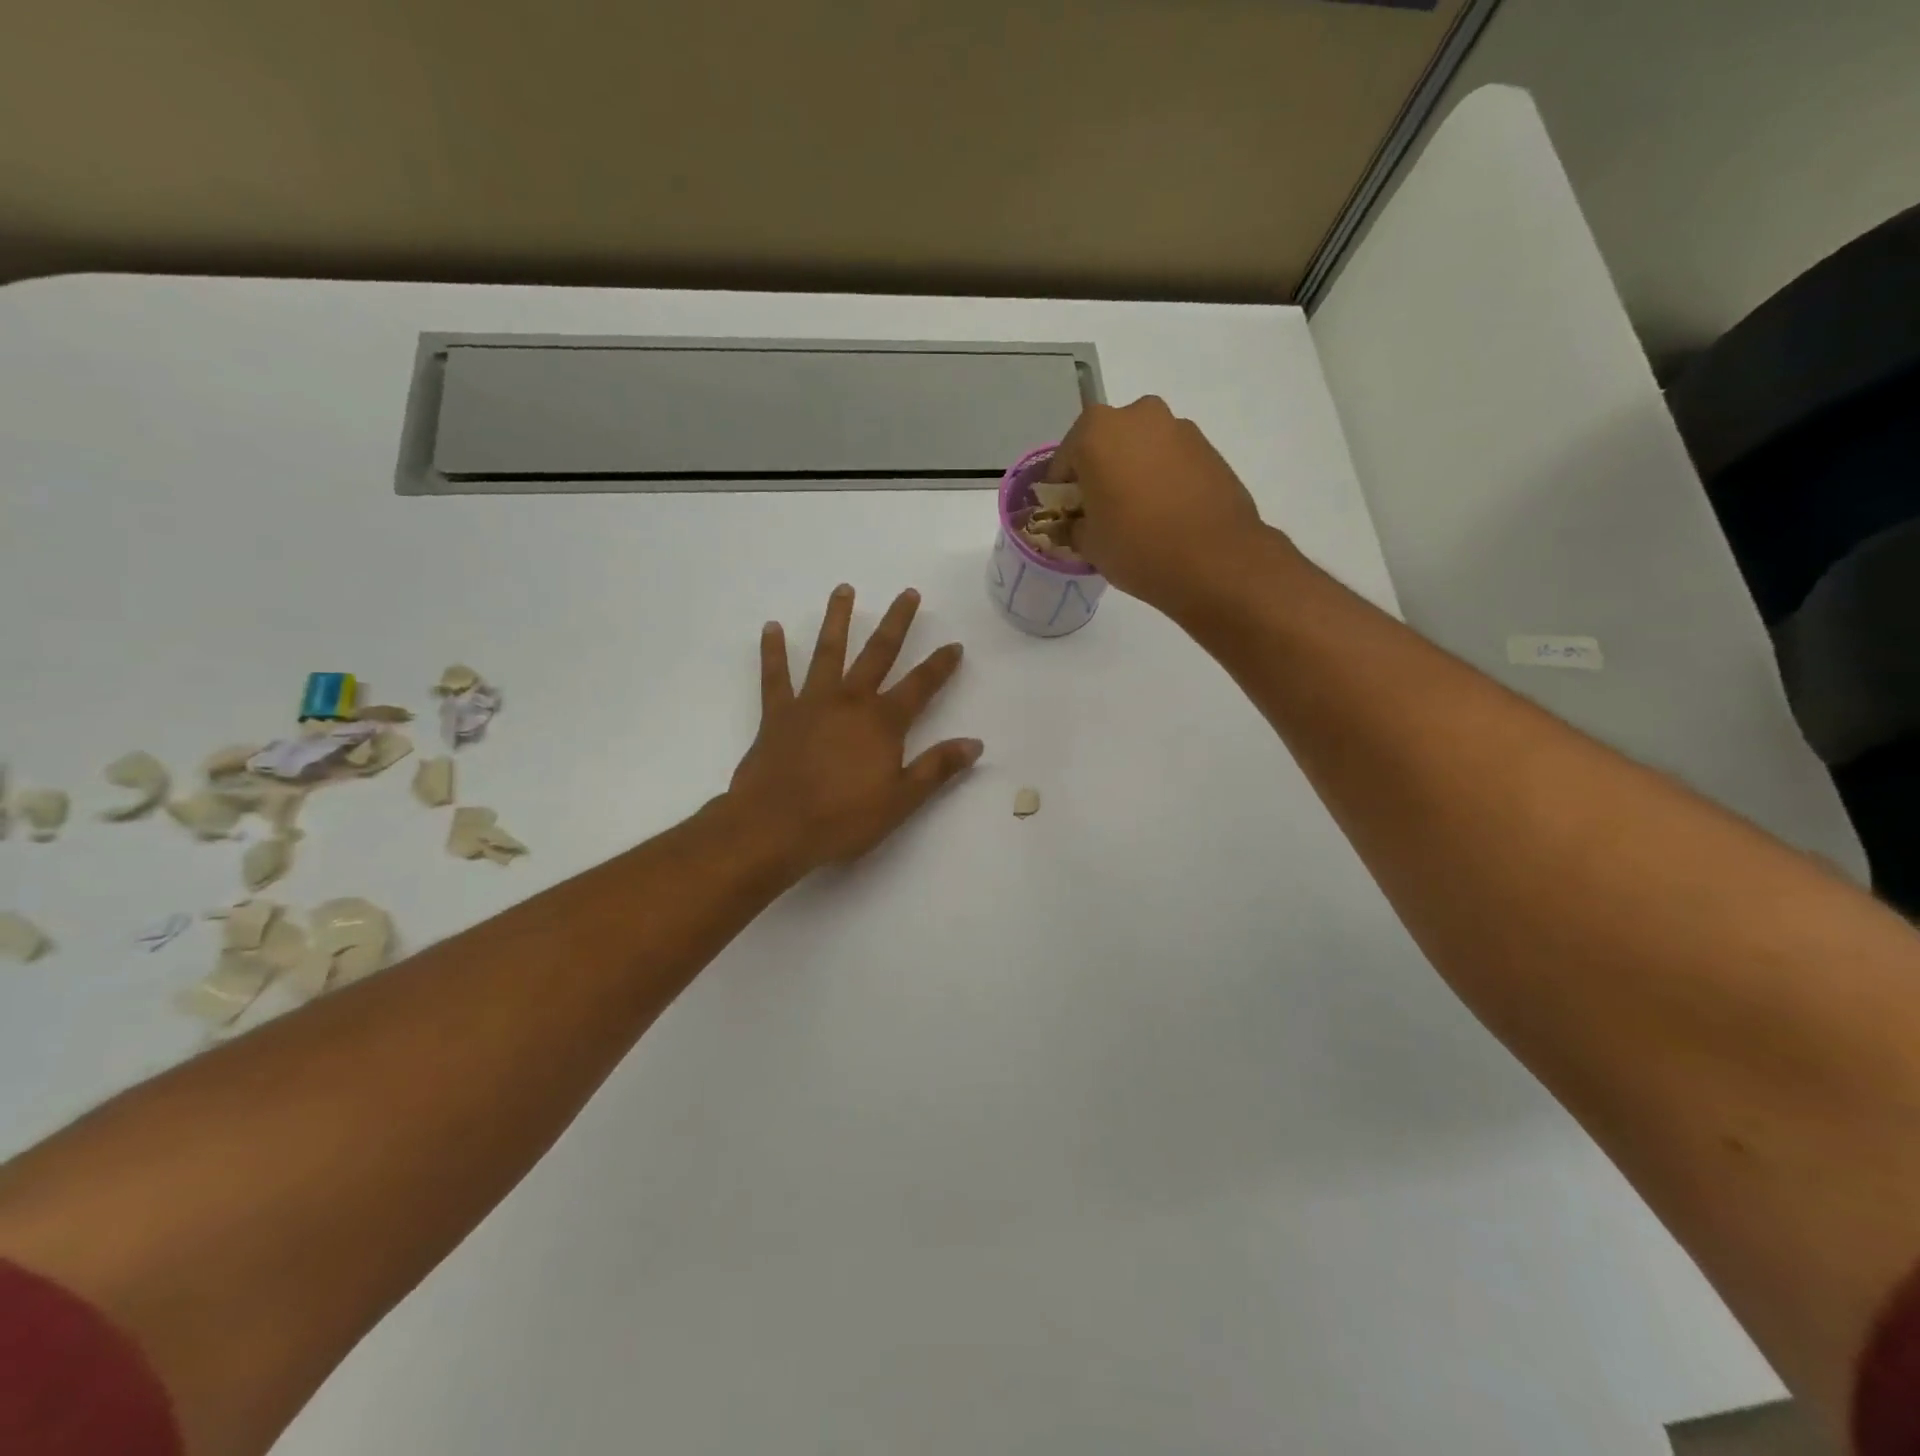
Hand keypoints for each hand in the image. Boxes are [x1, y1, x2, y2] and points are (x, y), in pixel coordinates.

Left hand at [728, 585, 981, 872]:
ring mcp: (811, 702)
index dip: (940, 665)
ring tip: (844, 589)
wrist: (774, 827)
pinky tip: (771, 627)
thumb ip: (937, 768)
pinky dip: (773, 651)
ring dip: (838, 619)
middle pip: (878, 653)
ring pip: (828, 652)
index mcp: (883, 721)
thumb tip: (975, 743)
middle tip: (909, 594)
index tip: (954, 645)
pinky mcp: (777, 714)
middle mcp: (850, 701)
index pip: (921, 685)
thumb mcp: (901, 800)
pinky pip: (775, 676)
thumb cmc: (843, 818)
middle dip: (897, 623)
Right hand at [1047, 396, 1277, 614]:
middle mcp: (1137, 416)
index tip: (1067, 517)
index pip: (1064, 460)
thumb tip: (1077, 524)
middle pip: (1105, 445)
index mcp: (1096, 432)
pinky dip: (1162, 479)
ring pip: (1141, 449)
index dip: (1062, 492)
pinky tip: (1166, 514)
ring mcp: (1178, 428)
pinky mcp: (1208, 448)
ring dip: (1133, 474)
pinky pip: (1170, 461)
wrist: (1216, 561)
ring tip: (1137, 516)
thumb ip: (1074, 527)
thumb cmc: (1137, 547)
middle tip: (1101, 513)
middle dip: (1099, 474)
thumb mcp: (1089, 545)